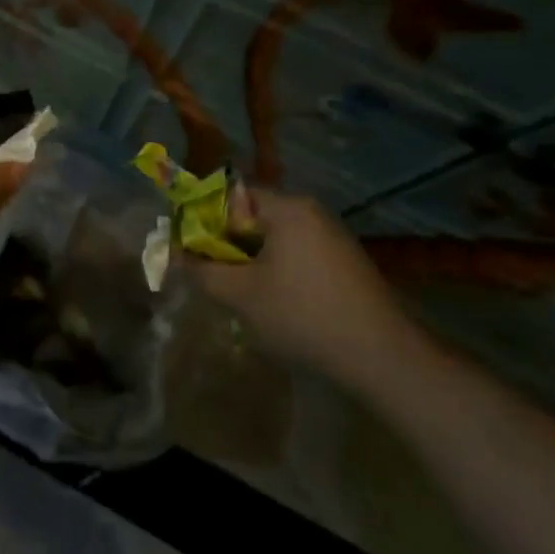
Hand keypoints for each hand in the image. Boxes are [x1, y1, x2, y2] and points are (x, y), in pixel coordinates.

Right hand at [191, 191, 412, 379]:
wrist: (383, 357)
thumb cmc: (304, 316)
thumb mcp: (242, 295)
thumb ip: (202, 270)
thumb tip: (171, 253)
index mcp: (288, 208)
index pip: (232, 196)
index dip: (205, 219)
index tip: (192, 250)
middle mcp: (312, 211)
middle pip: (253, 216)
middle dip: (228, 245)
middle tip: (214, 277)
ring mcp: (333, 236)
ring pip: (275, 239)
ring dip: (252, 261)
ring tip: (242, 296)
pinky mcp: (346, 262)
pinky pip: (298, 254)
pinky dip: (279, 271)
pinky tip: (277, 305)